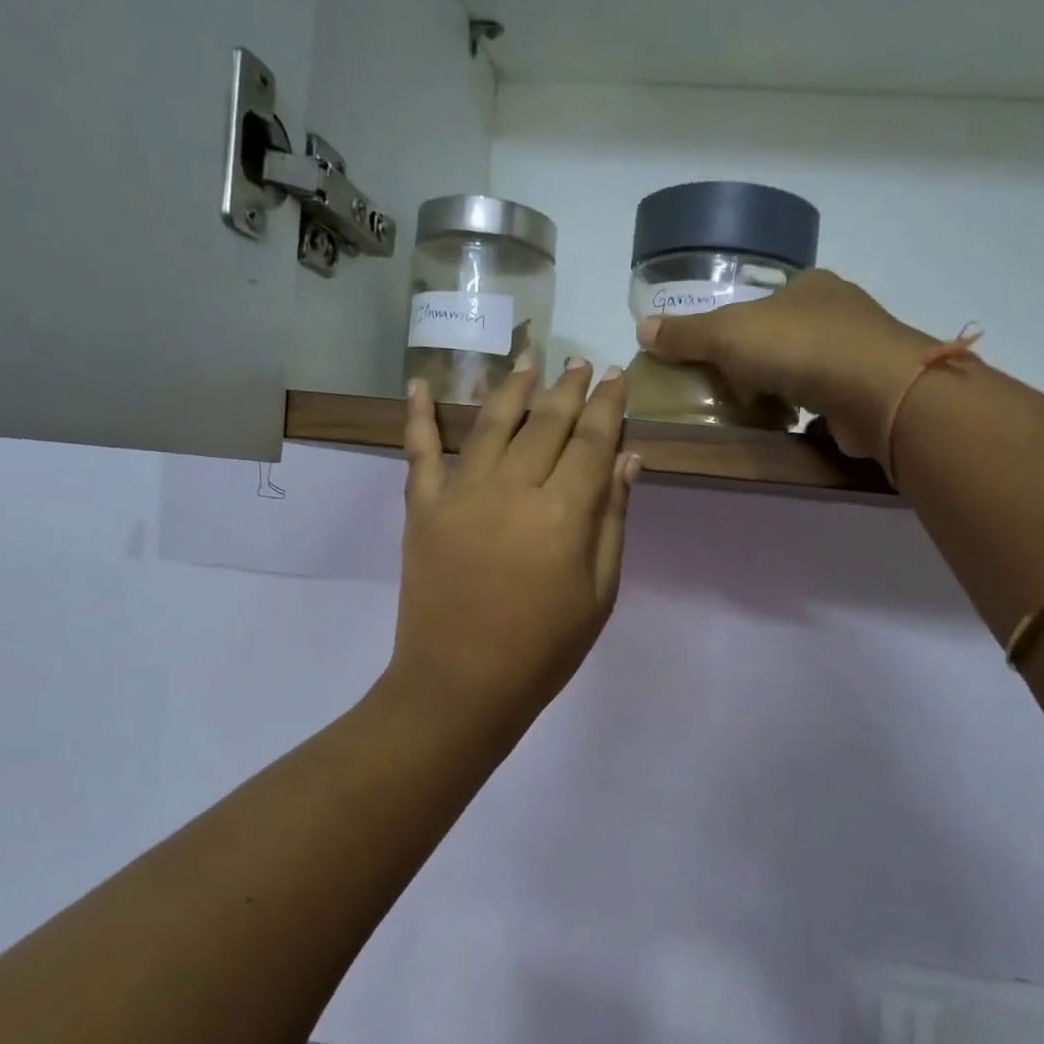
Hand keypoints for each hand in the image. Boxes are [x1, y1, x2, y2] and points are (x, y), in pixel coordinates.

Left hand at [387, 359, 639, 738]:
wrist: (461, 685)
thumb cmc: (544, 650)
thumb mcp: (599, 593)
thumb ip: (612, 520)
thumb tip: (627, 458)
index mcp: (562, 513)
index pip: (591, 442)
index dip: (606, 406)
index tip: (614, 376)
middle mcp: (511, 489)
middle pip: (545, 423)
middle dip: (566, 388)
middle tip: (578, 361)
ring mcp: (460, 495)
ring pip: (490, 423)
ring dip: (512, 387)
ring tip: (528, 358)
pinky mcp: (423, 509)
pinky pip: (419, 452)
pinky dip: (417, 415)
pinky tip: (418, 383)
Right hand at [635, 269, 940, 461]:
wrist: (879, 392)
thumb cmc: (799, 348)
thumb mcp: (728, 334)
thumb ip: (687, 333)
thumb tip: (643, 328)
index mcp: (810, 286)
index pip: (767, 299)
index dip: (739, 324)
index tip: (719, 354)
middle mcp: (842, 311)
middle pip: (789, 333)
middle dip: (763, 360)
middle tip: (731, 387)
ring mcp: (863, 352)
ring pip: (813, 367)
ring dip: (788, 387)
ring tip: (757, 411)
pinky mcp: (874, 392)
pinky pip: (832, 400)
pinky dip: (812, 413)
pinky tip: (792, 429)